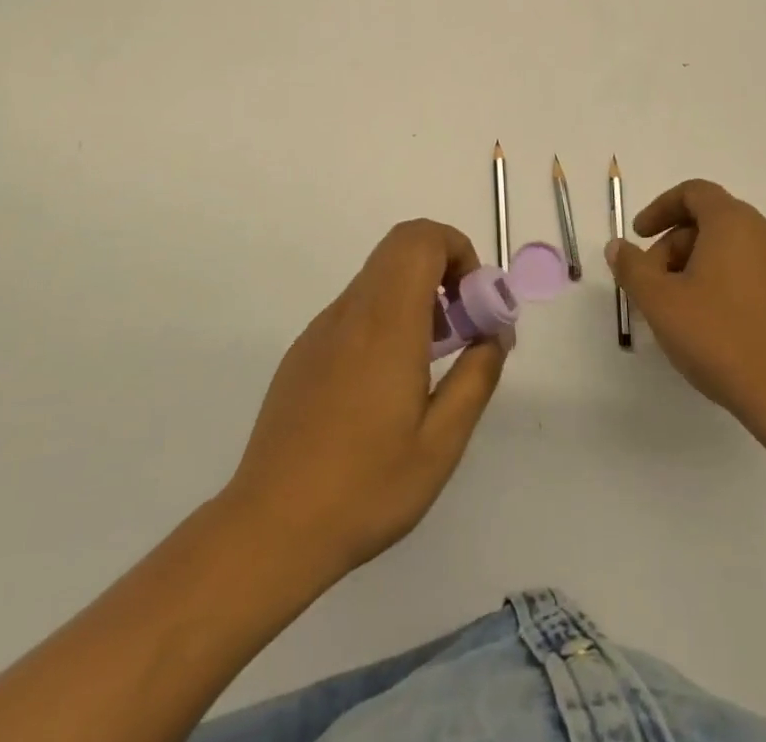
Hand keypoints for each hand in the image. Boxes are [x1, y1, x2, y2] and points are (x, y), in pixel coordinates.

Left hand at [225, 220, 507, 580]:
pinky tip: (389, 385)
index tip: (476, 301)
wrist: (271, 527)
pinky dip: (387, 318)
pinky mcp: (305, 352)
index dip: (457, 250)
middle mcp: (351, 312)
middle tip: (462, 327)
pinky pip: (356, 310)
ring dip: (416, 296)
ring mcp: (322, 329)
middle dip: (442, 269)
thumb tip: (494, 334)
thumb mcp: (441, 444)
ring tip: (432, 363)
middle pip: (399, 248)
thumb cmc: (365, 487)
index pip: (419, 239)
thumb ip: (476, 378)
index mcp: (386, 323)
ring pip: (378, 278)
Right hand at [608, 179, 765, 456]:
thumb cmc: (721, 338)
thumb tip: (618, 247)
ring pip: (730, 248)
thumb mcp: (660, 301)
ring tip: (676, 308)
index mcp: (734, 222)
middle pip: (710, 220)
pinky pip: (750, 272)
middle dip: (673, 245)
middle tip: (652, 283)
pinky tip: (708, 323)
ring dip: (695, 266)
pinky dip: (722, 282)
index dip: (660, 208)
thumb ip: (632, 267)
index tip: (639, 236)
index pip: (693, 192)